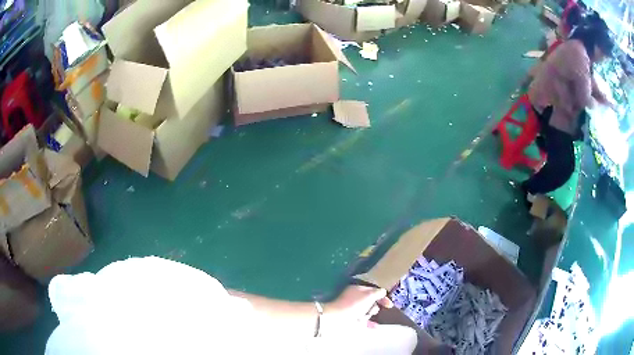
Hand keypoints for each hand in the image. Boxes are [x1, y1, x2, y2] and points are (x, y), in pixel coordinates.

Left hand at [321, 286, 392, 334]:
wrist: (337, 320)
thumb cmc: (353, 305)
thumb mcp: (368, 295)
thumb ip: (378, 293)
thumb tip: (383, 292)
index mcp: (357, 289)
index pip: (372, 290)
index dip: (382, 296)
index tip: (389, 304)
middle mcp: (355, 298)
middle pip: (371, 301)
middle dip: (374, 305)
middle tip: (372, 309)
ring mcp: (353, 309)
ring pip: (368, 311)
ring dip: (370, 313)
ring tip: (365, 316)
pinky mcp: (352, 319)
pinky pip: (364, 321)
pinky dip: (370, 323)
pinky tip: (376, 326)